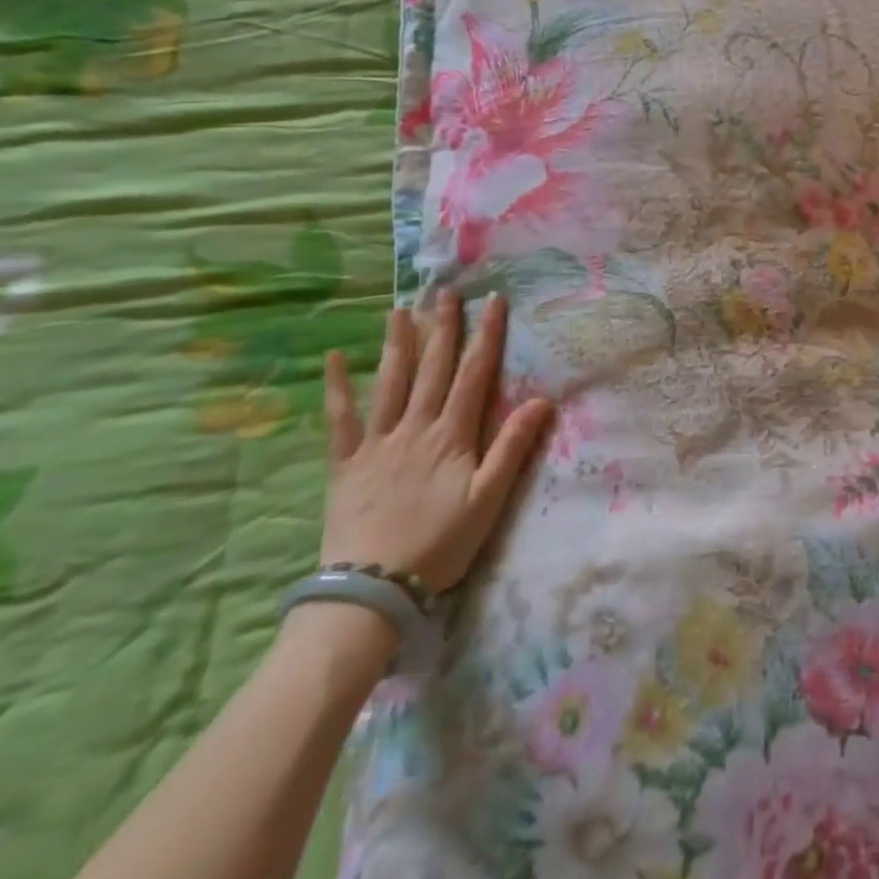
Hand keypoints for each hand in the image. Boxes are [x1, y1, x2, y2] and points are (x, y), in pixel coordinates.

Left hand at [321, 290, 553, 594]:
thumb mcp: (489, 498)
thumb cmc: (440, 543)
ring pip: (390, 382)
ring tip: (399, 309)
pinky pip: (339, 418)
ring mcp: (377, 442)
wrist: (373, 588)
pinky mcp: (345, 462)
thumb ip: (512, 447)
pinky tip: (335, 358)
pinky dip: (337, 386)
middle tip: (445, 291)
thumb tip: (542, 400)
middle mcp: (415, 427)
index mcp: (452, 435)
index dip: (487, 335)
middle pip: (433, 368)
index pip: (474, 374)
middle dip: (442, 327)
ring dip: (397, 343)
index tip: (494, 301)